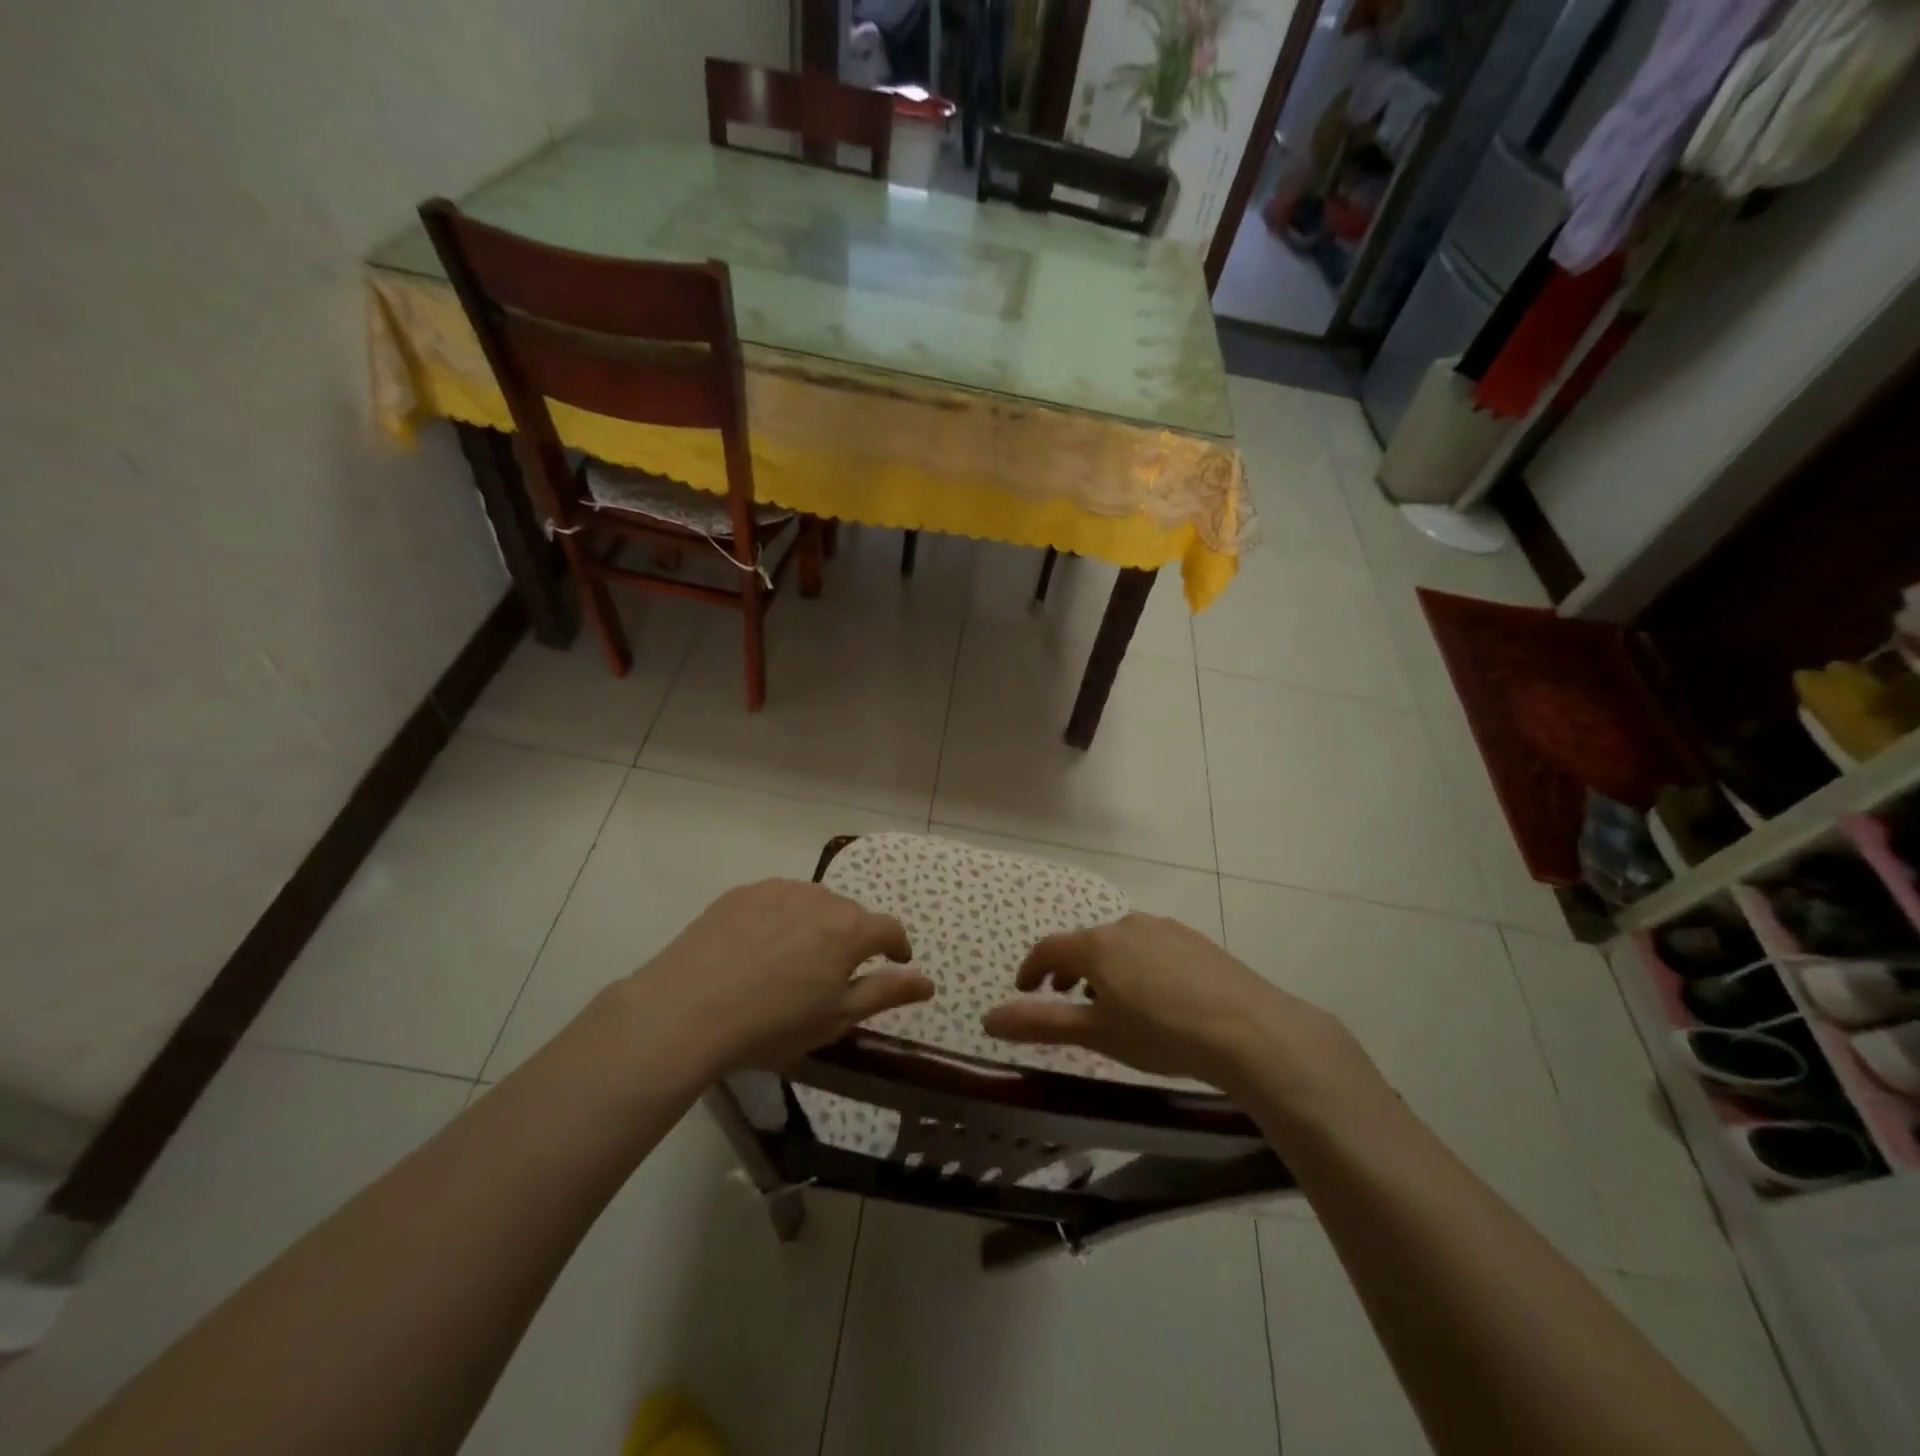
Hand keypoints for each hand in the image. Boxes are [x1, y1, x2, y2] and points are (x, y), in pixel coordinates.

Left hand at [622, 880, 933, 1078]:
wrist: (686, 1010)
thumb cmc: (772, 1025)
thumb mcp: (836, 1019)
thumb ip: (886, 993)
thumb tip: (928, 981)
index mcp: (849, 930)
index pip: (889, 929)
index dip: (897, 947)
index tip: (895, 962)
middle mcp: (820, 898)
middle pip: (850, 914)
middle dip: (852, 939)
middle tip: (833, 973)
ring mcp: (778, 890)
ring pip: (813, 903)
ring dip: (816, 925)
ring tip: (794, 959)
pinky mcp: (742, 892)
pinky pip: (777, 900)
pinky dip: (780, 918)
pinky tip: (759, 948)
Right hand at [982, 913, 1366, 1100]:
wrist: (1250, 1030)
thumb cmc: (1162, 1035)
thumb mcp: (1097, 1035)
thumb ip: (1041, 1023)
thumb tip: (987, 1019)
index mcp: (1098, 946)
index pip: (1049, 949)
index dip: (1030, 970)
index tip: (1024, 991)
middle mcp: (1127, 925)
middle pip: (1084, 944)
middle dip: (1068, 971)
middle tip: (1066, 1001)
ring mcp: (1164, 928)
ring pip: (1119, 944)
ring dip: (1103, 968)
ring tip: (1111, 1004)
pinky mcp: (1194, 939)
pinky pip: (1150, 946)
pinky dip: (1136, 965)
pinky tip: (1155, 996)